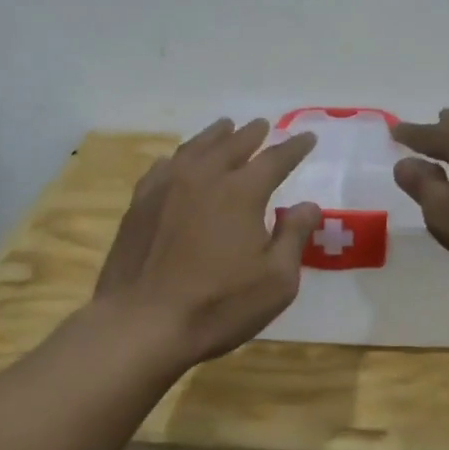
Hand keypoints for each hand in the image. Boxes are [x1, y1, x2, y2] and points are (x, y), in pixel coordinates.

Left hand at [95, 118, 322, 364]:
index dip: (294, 147)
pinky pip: (163, 167)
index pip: (274, 160)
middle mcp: (203, 178)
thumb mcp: (276, 281)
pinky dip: (179, 157)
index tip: (307, 137)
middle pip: (231, 145)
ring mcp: (165, 188)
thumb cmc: (218, 305)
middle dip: (251, 134)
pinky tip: (178, 161)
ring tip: (225, 128)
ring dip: (215, 136)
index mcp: (241, 192)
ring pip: (194, 149)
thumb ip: (294, 237)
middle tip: (263, 125)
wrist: (141, 323)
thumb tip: (309, 205)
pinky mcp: (139, 204)